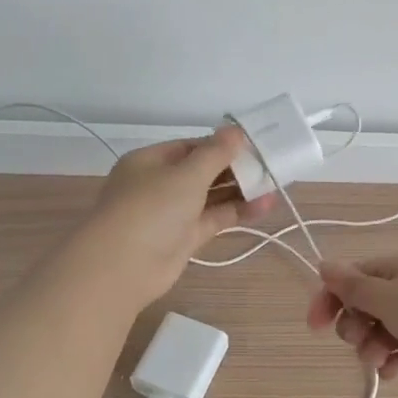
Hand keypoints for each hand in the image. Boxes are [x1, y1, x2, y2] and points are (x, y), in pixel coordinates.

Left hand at [79, 128, 273, 306]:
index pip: (191, 147)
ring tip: (275, 184)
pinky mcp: (184, 238)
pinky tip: (265, 205)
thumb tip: (235, 130)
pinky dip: (238, 212)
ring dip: (240, 190)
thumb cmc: (151, 208)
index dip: (221, 145)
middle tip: (269, 164)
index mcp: (151, 161)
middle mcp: (159, 184)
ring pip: (211, 196)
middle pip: (202, 171)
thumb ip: (215, 153)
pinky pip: (214, 218)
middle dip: (235, 168)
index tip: (253, 144)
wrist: (123, 267)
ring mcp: (172, 213)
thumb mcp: (186, 174)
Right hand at [306, 253, 397, 396]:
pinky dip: (393, 361)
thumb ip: (352, 285)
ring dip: (372, 347)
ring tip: (380, 361)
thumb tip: (323, 264)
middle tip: (359, 340)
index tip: (315, 326)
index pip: (355, 276)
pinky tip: (394, 372)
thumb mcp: (388, 296)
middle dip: (355, 326)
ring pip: (382, 331)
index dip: (331, 298)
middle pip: (366, 305)